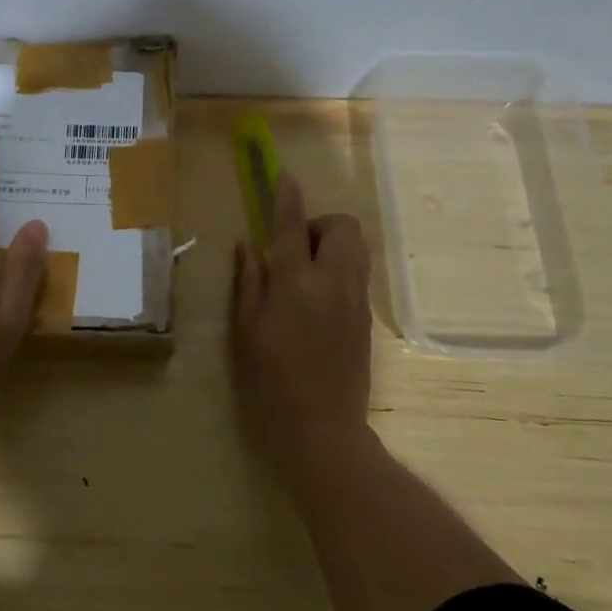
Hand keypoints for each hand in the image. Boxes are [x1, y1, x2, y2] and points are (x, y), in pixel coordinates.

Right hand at [229, 172, 374, 471]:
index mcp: (296, 284)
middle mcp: (333, 283)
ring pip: (356, 247)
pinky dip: (340, 267)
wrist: (322, 433)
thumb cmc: (269, 385)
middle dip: (319, 224)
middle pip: (342, 227)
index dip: (287, 198)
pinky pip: (358, 273)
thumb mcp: (245, 333)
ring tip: (304, 272)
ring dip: (332, 244)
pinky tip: (317, 298)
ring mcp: (356, 301)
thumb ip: (248, 282)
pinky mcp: (366, 319)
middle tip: (293, 249)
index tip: (284, 177)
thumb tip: (248, 245)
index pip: (292, 227)